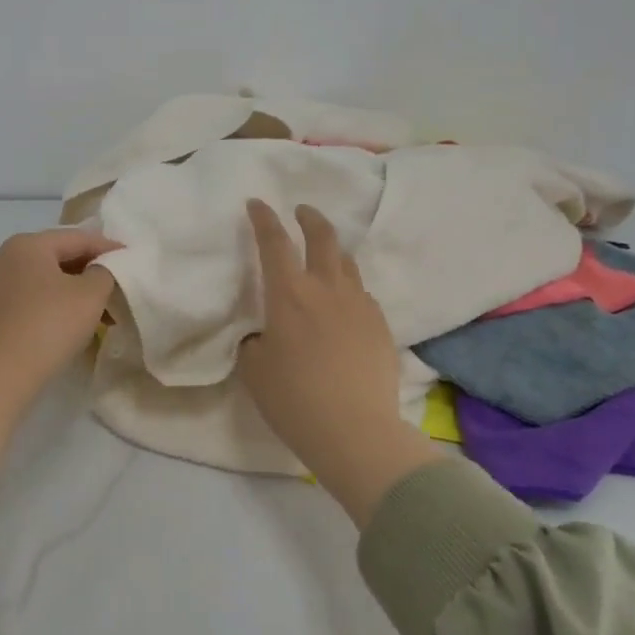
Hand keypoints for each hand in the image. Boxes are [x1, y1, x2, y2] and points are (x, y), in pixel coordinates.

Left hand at [0, 228, 118, 503]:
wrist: (1, 374)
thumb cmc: (49, 325)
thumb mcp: (90, 294)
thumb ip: (105, 272)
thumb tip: (101, 269)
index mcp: (28, 244)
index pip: (78, 238)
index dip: (109, 248)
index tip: (133, 258)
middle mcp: (7, 258)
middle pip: (60, 257)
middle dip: (93, 272)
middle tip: (121, 286)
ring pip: (48, 281)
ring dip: (77, 292)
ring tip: (105, 311)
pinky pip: (35, 299)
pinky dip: (58, 305)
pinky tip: (76, 324)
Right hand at [238, 201, 436, 524]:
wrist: (355, 431)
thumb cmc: (293, 399)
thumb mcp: (254, 369)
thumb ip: (255, 341)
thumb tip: (264, 334)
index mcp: (289, 294)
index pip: (274, 243)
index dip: (263, 219)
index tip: (258, 204)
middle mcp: (327, 289)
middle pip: (323, 238)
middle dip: (310, 218)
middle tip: (302, 212)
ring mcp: (359, 305)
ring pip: (347, 264)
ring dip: (332, 251)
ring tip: (324, 255)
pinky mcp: (381, 326)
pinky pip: (362, 295)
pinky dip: (348, 288)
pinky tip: (343, 305)